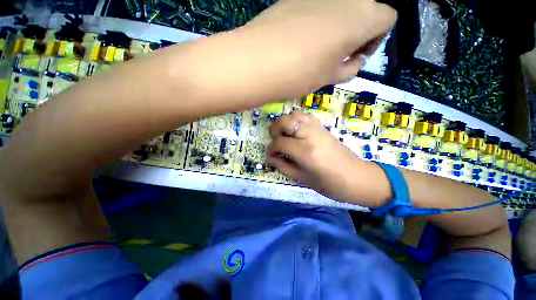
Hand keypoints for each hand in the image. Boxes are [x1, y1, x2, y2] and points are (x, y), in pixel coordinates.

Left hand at [186, 0, 396, 104]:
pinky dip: (318, 23)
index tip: (356, 55)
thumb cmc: (298, 74)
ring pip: (341, 8)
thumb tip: (355, 60)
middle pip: (365, 10)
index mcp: (362, 16)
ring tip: (316, 52)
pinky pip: (317, 7)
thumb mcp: (329, 77)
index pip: (387, 19)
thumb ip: (349, 68)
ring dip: (337, 28)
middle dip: (357, 33)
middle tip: (337, 56)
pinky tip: (300, 42)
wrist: (257, 62)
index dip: (376, 39)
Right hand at [266, 112, 390, 204]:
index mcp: (306, 152)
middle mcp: (311, 135)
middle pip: (285, 121)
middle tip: (274, 140)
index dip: (271, 148)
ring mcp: (318, 129)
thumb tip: (270, 157)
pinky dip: (296, 120)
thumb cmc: (330, 184)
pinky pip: (306, 116)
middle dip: (274, 129)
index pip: (280, 142)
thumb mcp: (302, 179)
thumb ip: (283, 166)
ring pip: (295, 115)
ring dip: (285, 122)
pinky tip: (296, 132)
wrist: (358, 178)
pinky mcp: (323, 127)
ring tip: (284, 134)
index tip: (269, 154)